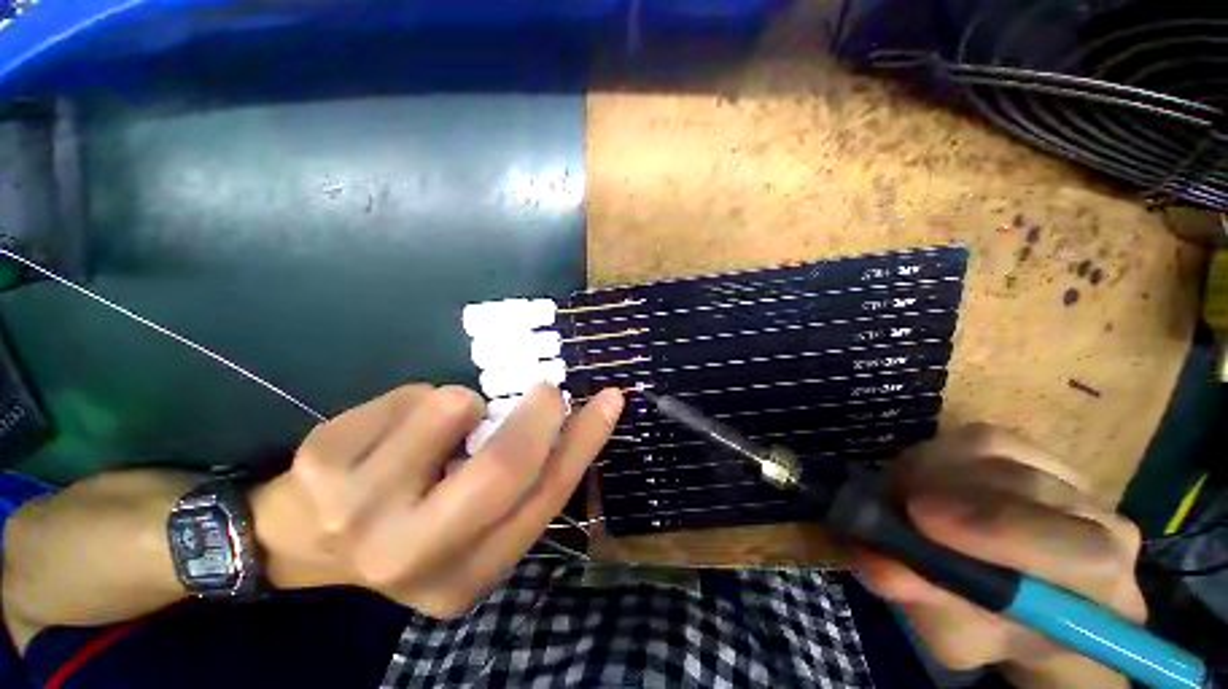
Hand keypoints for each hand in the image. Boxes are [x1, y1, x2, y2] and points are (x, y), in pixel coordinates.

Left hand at [251, 382, 623, 617]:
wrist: (301, 538)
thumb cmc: (408, 522)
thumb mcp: (472, 521)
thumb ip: (519, 482)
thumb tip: (565, 422)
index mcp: (466, 575)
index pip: (544, 498)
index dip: (584, 443)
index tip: (609, 400)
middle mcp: (414, 557)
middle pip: (502, 467)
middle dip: (536, 414)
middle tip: (545, 392)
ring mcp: (358, 511)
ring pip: (452, 408)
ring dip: (462, 404)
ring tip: (438, 427)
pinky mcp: (323, 464)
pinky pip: (409, 394)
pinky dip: (416, 399)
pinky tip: (391, 432)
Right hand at [855, 425, 1145, 687]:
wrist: (1011, 601)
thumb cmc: (987, 630)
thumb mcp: (954, 635)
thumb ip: (929, 603)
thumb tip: (882, 566)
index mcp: (1105, 595)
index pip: (1083, 554)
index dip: (1000, 530)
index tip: (919, 517)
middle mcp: (1105, 527)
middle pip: (1032, 489)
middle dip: (947, 490)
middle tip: (888, 498)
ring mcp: (1073, 481)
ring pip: (1001, 454)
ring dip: (933, 468)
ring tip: (895, 491)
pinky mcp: (1036, 453)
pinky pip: (984, 437)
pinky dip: (938, 452)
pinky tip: (917, 476)